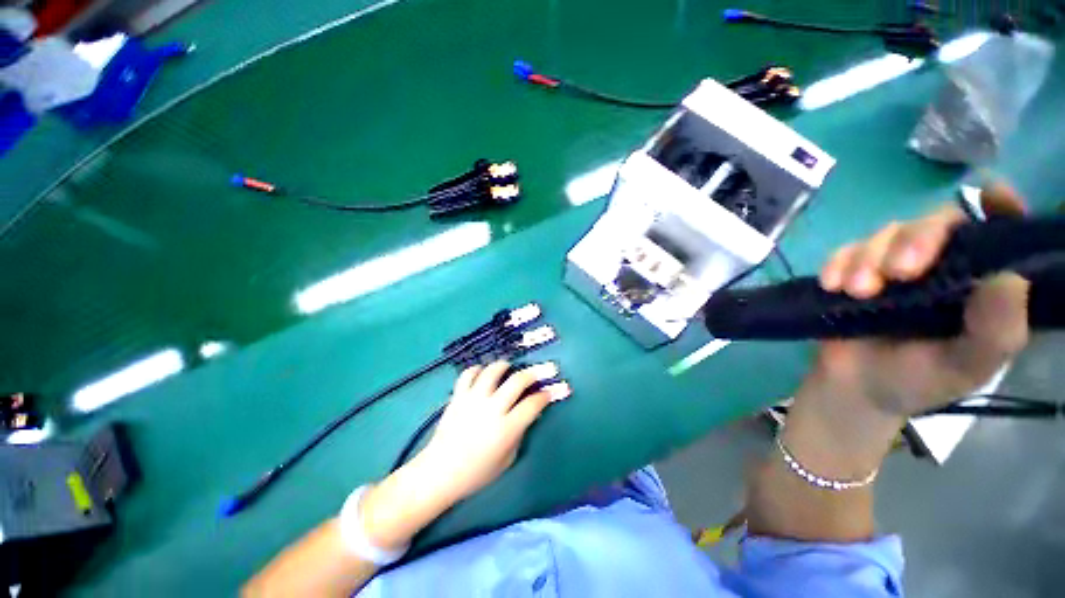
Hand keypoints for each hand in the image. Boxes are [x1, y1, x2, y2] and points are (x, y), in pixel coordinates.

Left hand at [359, 361, 568, 550]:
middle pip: (518, 380)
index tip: (552, 390)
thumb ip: (521, 433)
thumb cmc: (477, 473)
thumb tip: (532, 413)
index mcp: (506, 428)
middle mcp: (492, 409)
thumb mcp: (507, 459)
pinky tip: (483, 373)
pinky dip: (477, 370)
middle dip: (533, 372)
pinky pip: (468, 374)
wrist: (439, 472)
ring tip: (509, 367)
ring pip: (493, 371)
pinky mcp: (458, 396)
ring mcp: (473, 400)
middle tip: (540, 370)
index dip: (547, 394)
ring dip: (505, 365)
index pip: (533, 404)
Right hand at [813, 183, 1029, 417]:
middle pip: (936, 223)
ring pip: (886, 234)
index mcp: (980, 283)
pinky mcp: (855, 271)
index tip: (990, 197)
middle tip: (898, 272)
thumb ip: (995, 331)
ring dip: (868, 258)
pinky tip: (833, 285)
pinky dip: (838, 263)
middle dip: (916, 241)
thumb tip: (1010, 278)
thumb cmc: (919, 381)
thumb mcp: (965, 367)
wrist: (856, 388)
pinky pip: (845, 251)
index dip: (999, 208)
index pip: (997, 232)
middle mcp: (943, 265)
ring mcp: (894, 266)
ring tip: (856, 291)